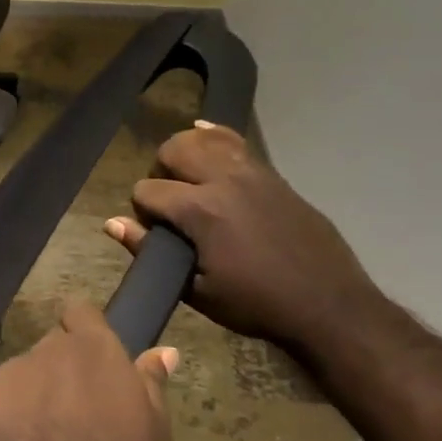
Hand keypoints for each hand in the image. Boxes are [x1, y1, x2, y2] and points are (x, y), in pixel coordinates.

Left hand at [0, 302, 176, 440]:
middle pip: (53, 347)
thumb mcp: (153, 438)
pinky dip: (4, 418)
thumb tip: (164, 351)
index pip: (82, 313)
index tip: (94, 359)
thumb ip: (152, 387)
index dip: (85, 330)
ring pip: (23, 376)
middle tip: (75, 413)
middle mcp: (46, 351)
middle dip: (62, 370)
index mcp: (93, 351)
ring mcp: (7, 374)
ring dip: (33, 396)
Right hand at [104, 121, 379, 352]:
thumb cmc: (255, 304)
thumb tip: (112, 223)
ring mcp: (253, 174)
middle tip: (167, 202)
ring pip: (205, 138)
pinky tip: (204, 134)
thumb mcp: (195, 289)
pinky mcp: (274, 177)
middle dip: (160, 172)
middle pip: (173, 150)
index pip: (147, 190)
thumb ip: (150, 251)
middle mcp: (224, 181)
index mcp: (201, 211)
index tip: (155, 233)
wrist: (329, 305)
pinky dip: (216, 137)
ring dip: (187, 152)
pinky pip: (238, 143)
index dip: (142, 211)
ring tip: (186, 178)